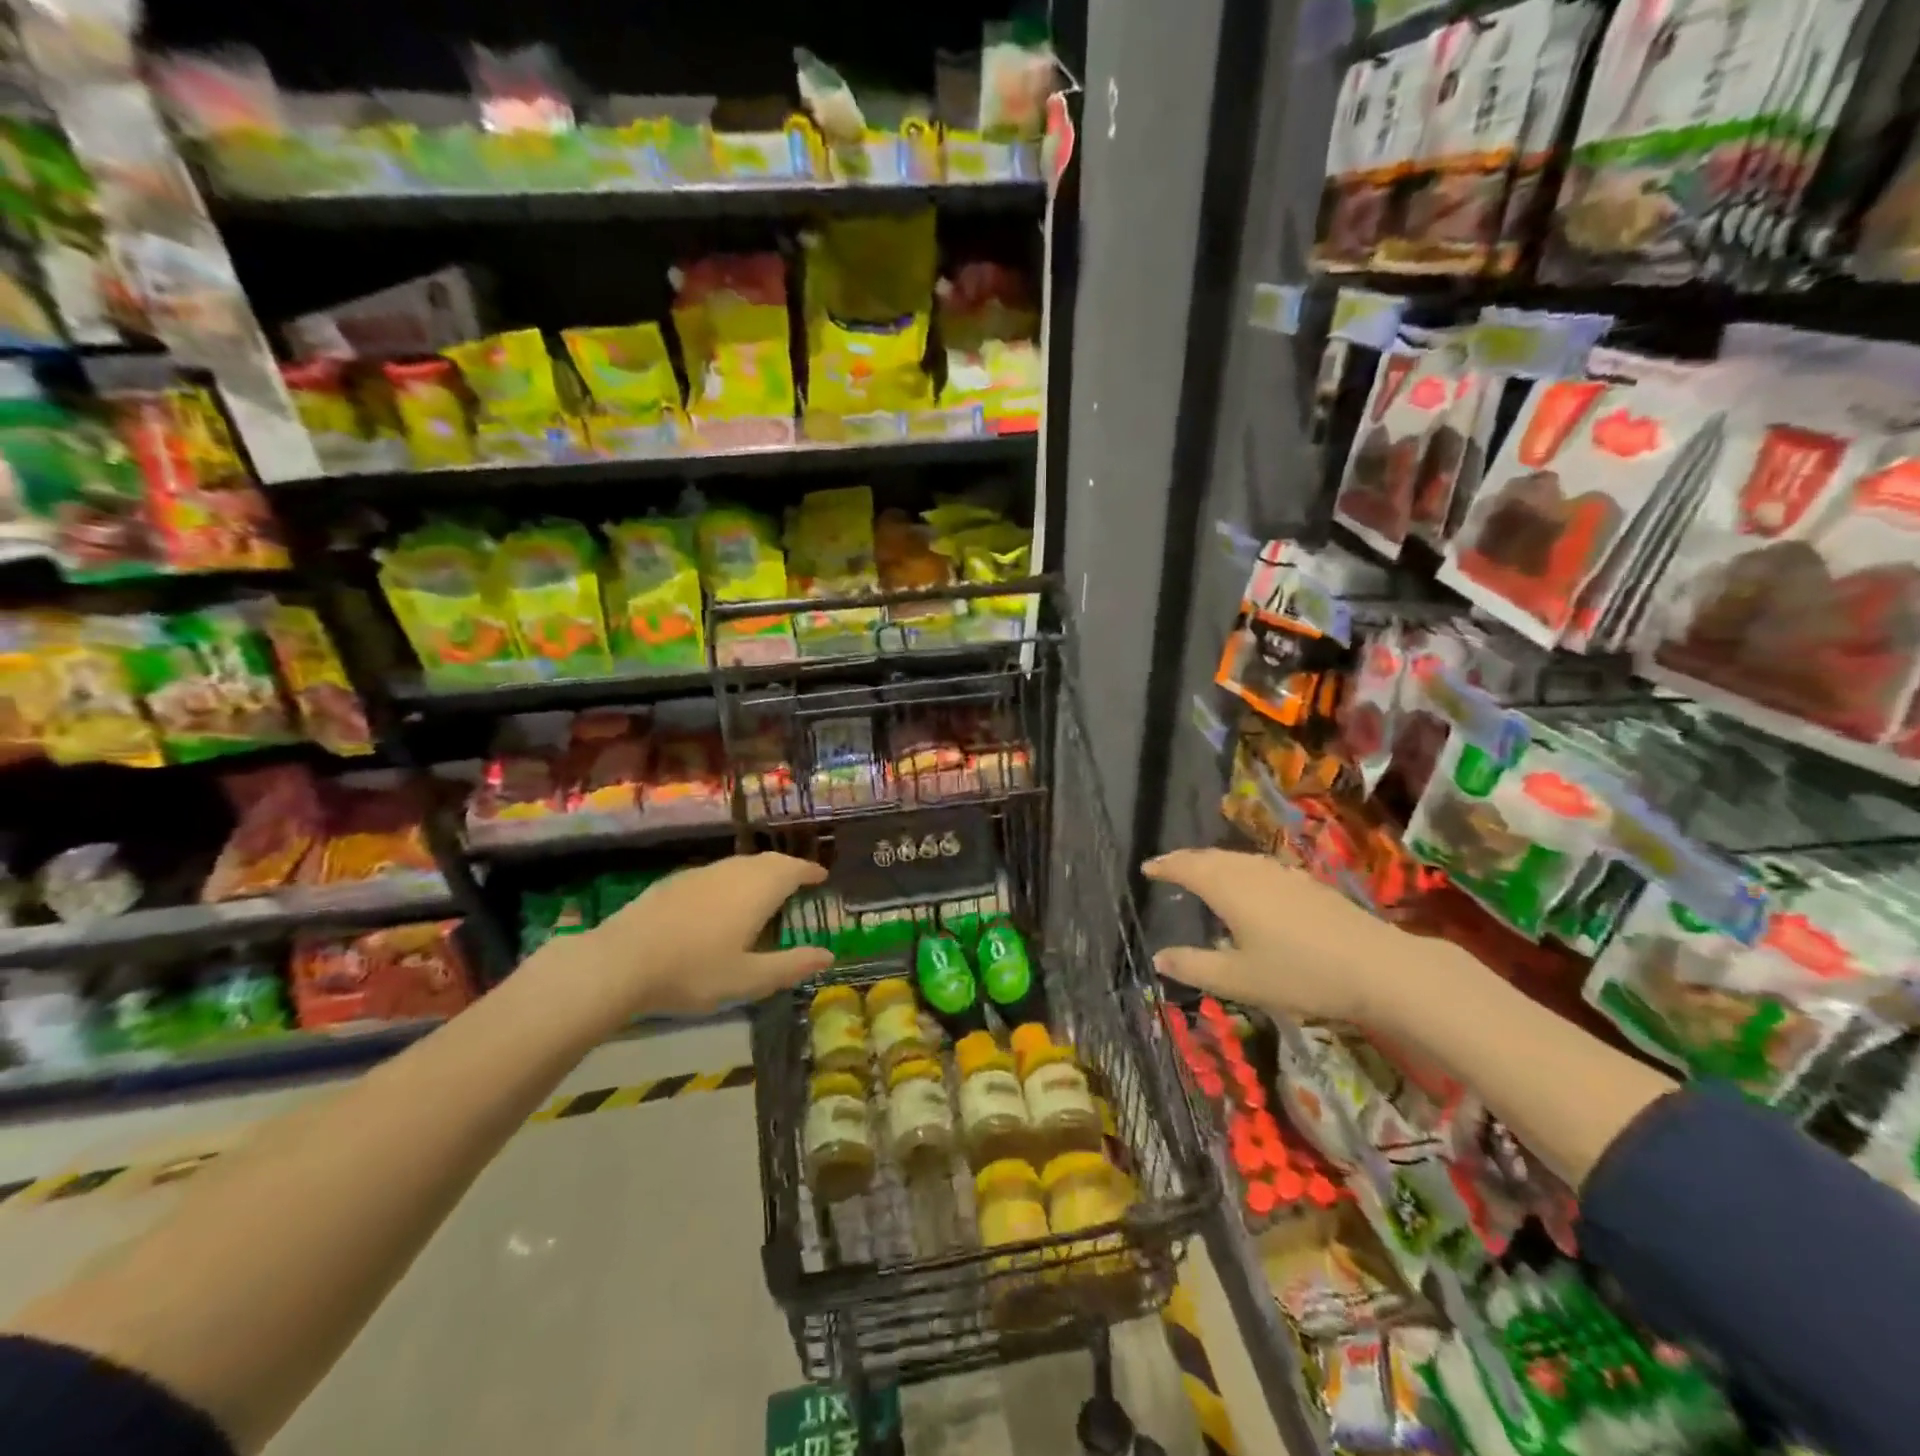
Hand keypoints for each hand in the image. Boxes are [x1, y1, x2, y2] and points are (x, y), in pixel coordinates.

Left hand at [531, 853, 833, 1031]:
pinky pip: (716, 873)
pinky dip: (732, 880)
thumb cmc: (694, 971)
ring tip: (764, 891)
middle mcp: (733, 872)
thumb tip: (829, 956)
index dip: (810, 871)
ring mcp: (701, 874)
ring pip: (739, 864)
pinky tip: (721, 902)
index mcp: (758, 889)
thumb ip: (791, 965)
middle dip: (787, 868)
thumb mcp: (749, 979)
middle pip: (768, 861)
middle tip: (798, 882)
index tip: (822, 876)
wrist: (621, 961)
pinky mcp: (674, 882)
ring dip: (759, 872)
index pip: (793, 869)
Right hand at [1143, 849, 1403, 1021]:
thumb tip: (1158, 958)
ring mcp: (1282, 874)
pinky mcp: (1306, 883)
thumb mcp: (1238, 979)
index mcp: (1227, 888)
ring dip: (1213, 862)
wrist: (1378, 968)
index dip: (1165, 866)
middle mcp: (1251, 871)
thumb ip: (1194, 967)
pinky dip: (1238, 869)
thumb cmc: (1299, 974)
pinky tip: (1248, 885)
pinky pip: (1258, 867)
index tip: (1147, 868)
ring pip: (1237, 859)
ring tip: (1201, 872)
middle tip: (1168, 867)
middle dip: (1185, 860)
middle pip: (1210, 857)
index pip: (1186, 867)